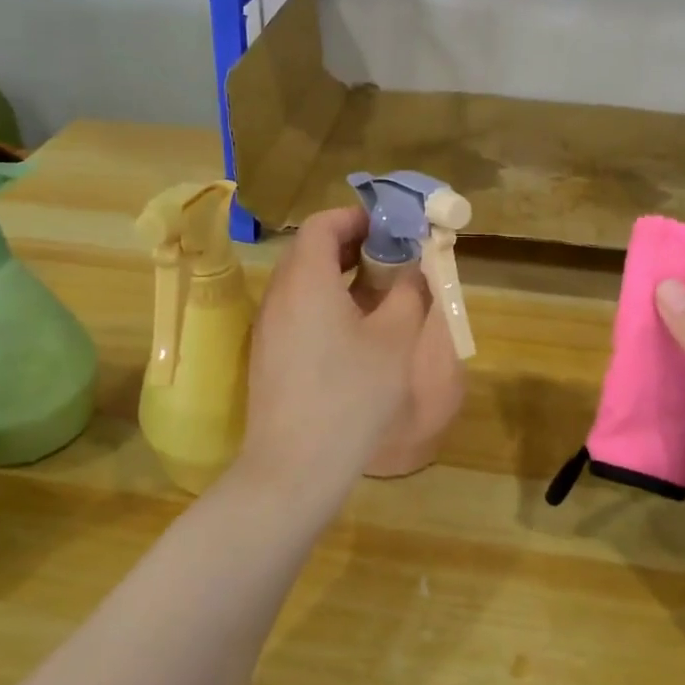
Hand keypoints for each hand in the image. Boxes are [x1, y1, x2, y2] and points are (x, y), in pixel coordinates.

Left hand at [236, 207, 429, 504]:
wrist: (296, 466)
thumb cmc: (352, 395)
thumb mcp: (395, 339)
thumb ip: (410, 292)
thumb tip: (416, 267)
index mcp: (306, 280)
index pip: (322, 224)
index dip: (356, 217)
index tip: (391, 228)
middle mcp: (279, 295)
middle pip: (309, 250)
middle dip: (351, 245)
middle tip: (390, 258)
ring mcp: (268, 327)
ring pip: (301, 282)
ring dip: (338, 276)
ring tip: (378, 293)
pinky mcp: (268, 355)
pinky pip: (296, 310)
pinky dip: (324, 303)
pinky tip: (354, 332)